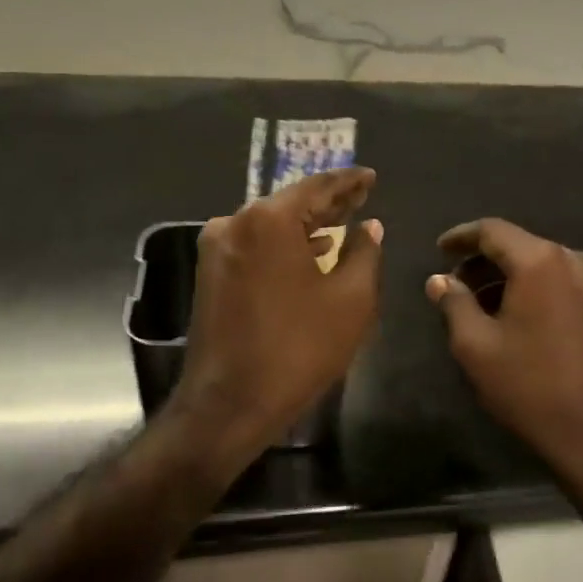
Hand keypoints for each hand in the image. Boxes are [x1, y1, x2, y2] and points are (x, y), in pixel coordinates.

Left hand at [170, 168, 381, 474]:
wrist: (228, 405)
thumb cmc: (298, 349)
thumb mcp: (351, 300)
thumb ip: (364, 253)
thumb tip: (370, 227)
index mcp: (269, 220)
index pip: (318, 187)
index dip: (349, 182)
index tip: (371, 176)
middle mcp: (236, 222)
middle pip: (292, 202)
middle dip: (329, 201)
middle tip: (362, 195)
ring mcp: (218, 248)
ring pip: (272, 225)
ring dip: (308, 224)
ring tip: (344, 221)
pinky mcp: (211, 273)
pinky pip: (256, 245)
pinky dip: (286, 244)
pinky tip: (312, 251)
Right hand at [425, 218, 582, 496]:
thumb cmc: (533, 390)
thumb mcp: (477, 347)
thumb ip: (454, 304)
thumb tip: (439, 280)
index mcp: (543, 261)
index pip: (493, 231)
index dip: (462, 237)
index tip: (440, 250)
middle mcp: (579, 260)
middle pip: (522, 246)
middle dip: (486, 263)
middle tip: (458, 287)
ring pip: (546, 266)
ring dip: (513, 279)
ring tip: (486, 307)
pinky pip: (568, 284)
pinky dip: (540, 291)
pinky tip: (523, 319)